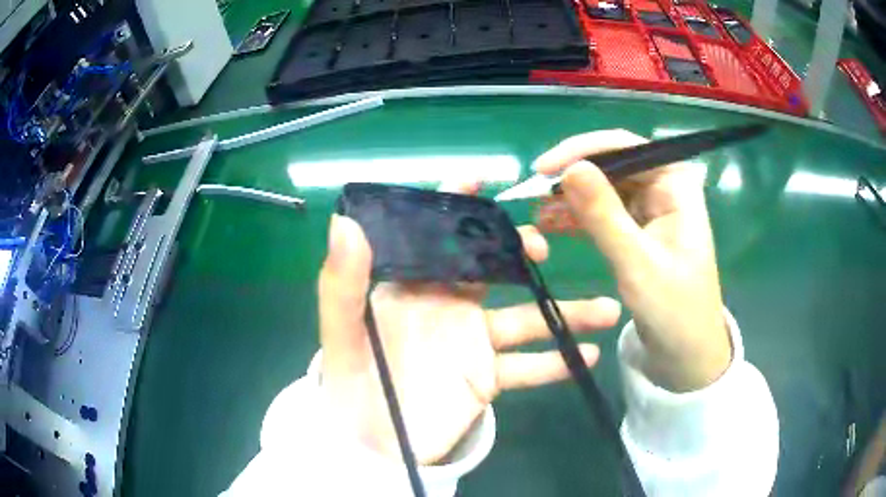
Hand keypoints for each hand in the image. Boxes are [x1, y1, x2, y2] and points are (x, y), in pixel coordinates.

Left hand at [318, 182, 620, 463]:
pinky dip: (555, 363)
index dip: (454, 206)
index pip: (434, 236)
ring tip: (607, 310)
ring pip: (525, 319)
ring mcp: (472, 344)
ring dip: (565, 313)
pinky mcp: (486, 379)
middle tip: (540, 245)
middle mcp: (447, 307)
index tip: (480, 181)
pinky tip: (586, 357)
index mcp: (411, 288)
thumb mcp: (341, 334)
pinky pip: (527, 368)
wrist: (371, 445)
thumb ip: (342, 282)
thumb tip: (345, 221)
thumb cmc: (351, 387)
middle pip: (491, 268)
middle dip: (518, 250)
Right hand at [534, 129, 731, 391]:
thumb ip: (604, 215)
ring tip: (537, 215)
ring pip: (604, 188)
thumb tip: (570, 168)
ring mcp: (650, 210)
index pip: (627, 146)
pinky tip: (551, 226)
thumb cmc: (674, 310)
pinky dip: (578, 218)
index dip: (583, 150)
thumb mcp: (638, 264)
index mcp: (676, 184)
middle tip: (533, 194)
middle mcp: (664, 188)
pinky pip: (603, 213)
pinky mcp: (638, 231)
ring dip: (571, 199)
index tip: (544, 169)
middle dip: (573, 177)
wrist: (686, 355)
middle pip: (613, 165)